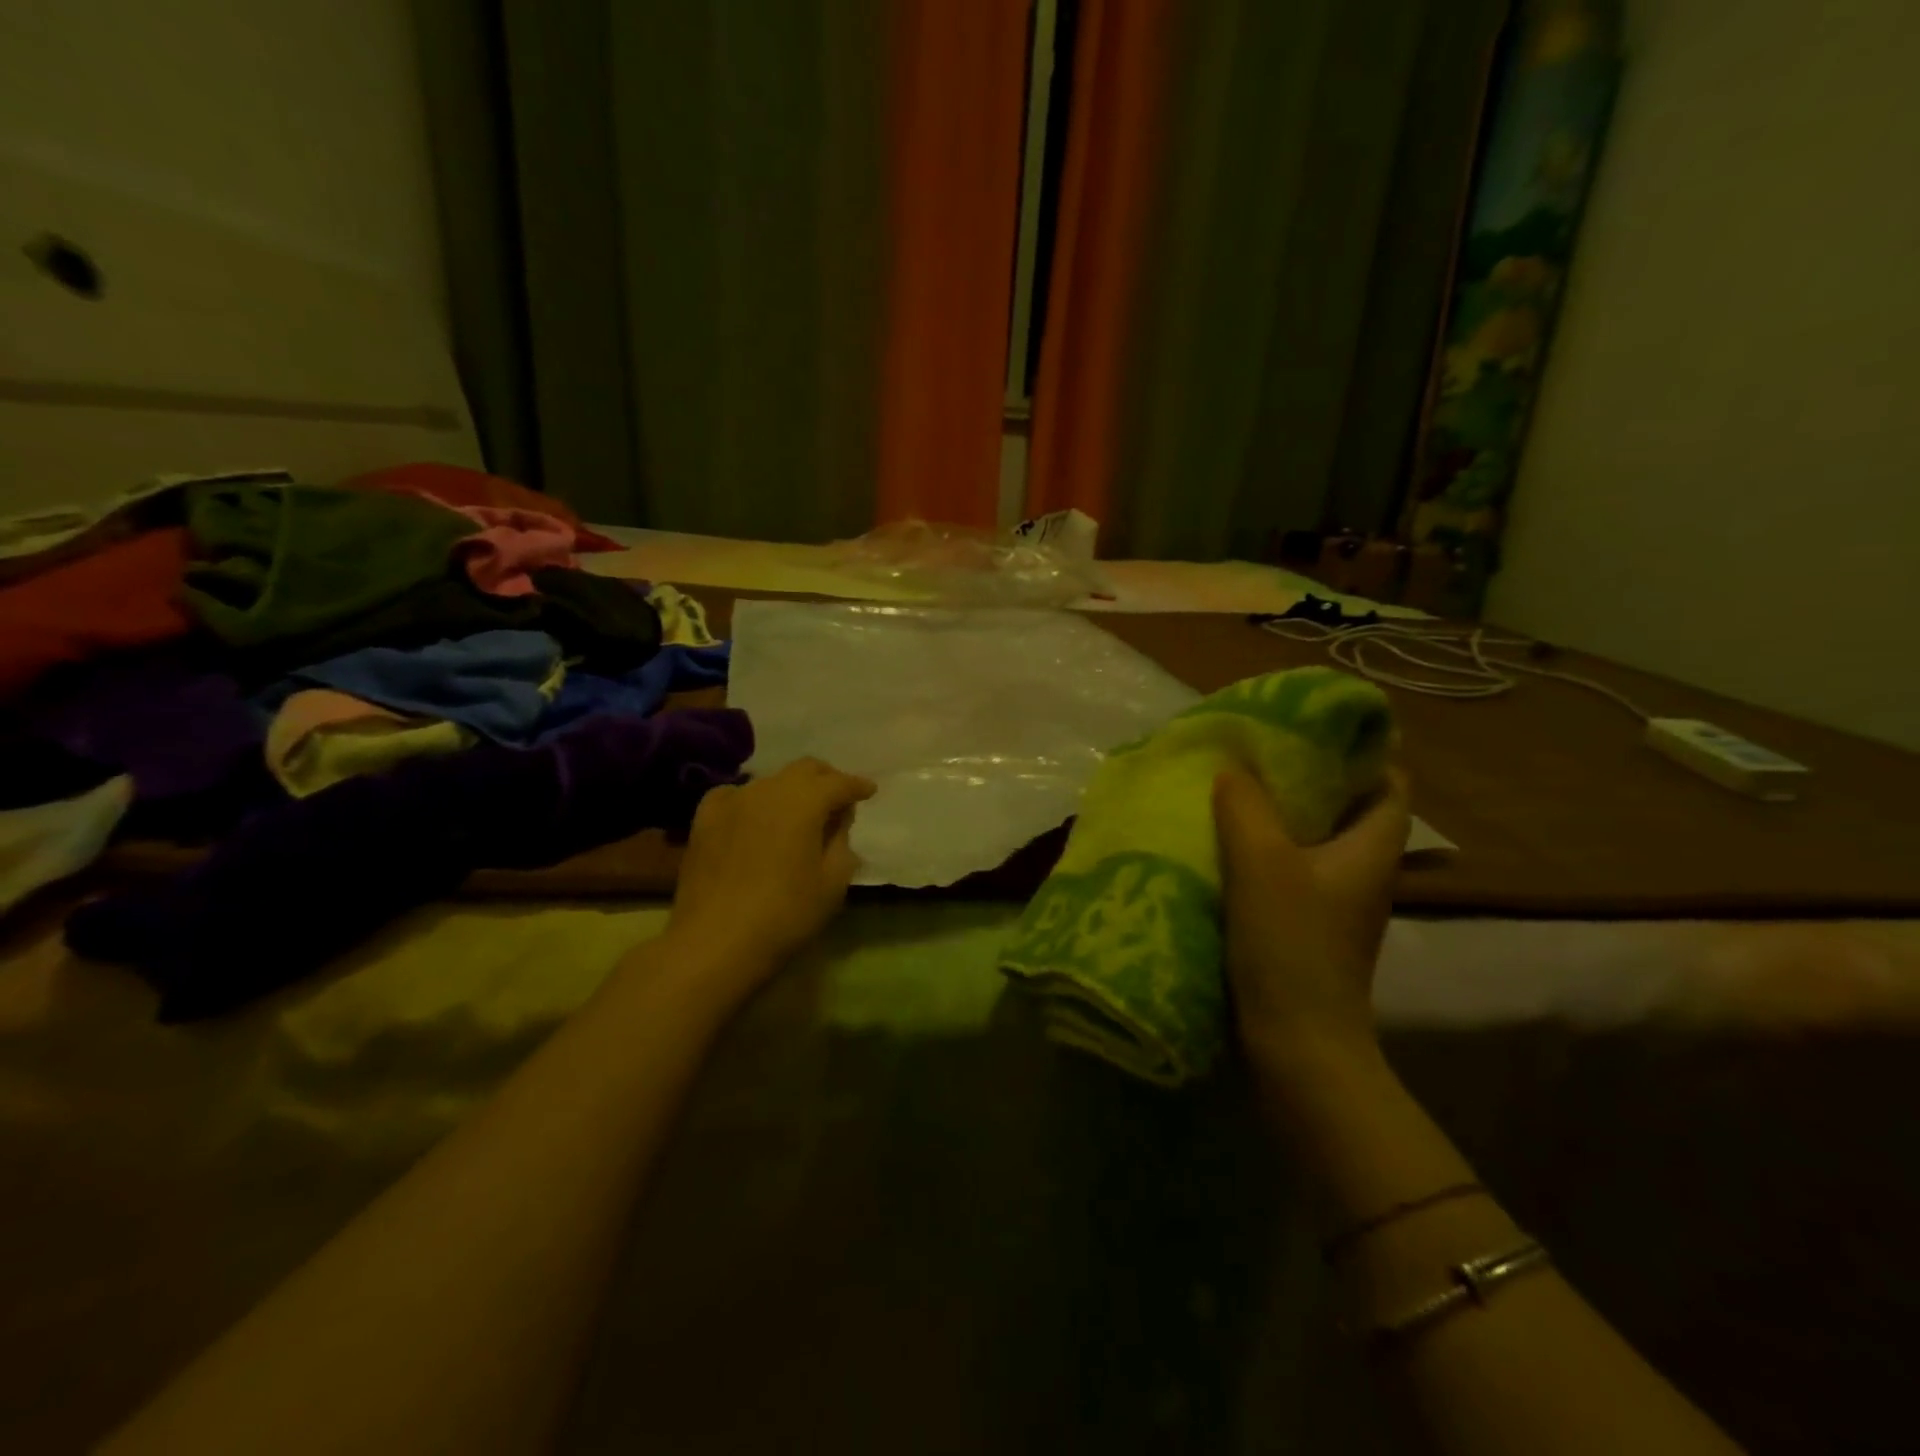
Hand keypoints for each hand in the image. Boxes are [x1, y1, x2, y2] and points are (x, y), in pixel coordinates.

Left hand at [663, 757, 876, 990]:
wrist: (715, 941)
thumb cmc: (785, 914)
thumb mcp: (832, 883)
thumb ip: (841, 842)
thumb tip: (838, 819)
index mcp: (804, 802)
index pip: (838, 782)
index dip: (857, 786)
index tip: (869, 790)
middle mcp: (768, 789)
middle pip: (804, 769)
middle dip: (826, 778)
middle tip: (838, 797)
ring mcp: (733, 800)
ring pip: (770, 781)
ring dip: (790, 791)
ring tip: (799, 813)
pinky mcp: (705, 818)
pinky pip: (735, 795)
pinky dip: (753, 800)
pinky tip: (754, 817)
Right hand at [1213, 766, 1409, 1082]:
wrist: (1296, 1042)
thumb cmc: (1291, 945)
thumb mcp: (1262, 862)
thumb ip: (1245, 806)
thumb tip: (1234, 768)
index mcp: (1371, 849)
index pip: (1391, 784)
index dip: (1366, 752)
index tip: (1318, 730)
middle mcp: (1363, 872)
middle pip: (1349, 809)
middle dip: (1312, 778)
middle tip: (1262, 754)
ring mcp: (1336, 903)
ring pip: (1316, 840)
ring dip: (1283, 815)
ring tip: (1237, 790)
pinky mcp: (1307, 927)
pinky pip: (1292, 871)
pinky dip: (1266, 851)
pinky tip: (1227, 846)